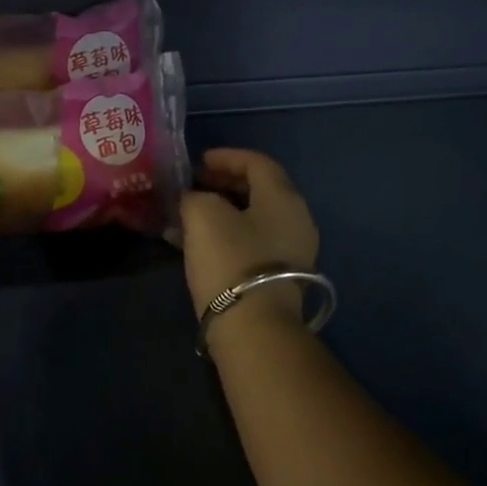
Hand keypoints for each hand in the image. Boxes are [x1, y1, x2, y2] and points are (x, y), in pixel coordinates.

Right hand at [179, 148, 319, 323]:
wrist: (254, 329)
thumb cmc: (230, 260)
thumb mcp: (203, 215)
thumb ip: (194, 196)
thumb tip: (192, 198)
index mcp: (283, 197)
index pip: (257, 162)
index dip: (226, 156)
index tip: (198, 162)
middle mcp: (296, 219)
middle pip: (259, 189)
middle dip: (223, 183)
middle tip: (194, 186)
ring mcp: (293, 250)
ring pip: (254, 218)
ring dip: (222, 211)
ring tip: (190, 214)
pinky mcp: (280, 277)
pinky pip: (252, 242)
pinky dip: (227, 234)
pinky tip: (199, 243)